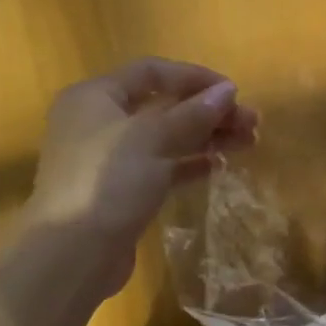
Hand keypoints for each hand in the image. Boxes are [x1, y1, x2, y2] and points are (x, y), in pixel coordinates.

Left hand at [21, 58, 257, 299]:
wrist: (73, 253)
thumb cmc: (108, 182)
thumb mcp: (153, 139)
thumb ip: (193, 114)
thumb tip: (228, 91)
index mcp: (96, 97)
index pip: (152, 72)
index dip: (195, 77)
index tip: (234, 92)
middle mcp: (99, 121)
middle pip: (163, 105)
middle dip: (209, 112)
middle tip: (252, 122)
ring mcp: (109, 158)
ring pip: (167, 137)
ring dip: (206, 136)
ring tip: (248, 142)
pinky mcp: (121, 190)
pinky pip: (163, 166)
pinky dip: (190, 163)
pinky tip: (219, 165)